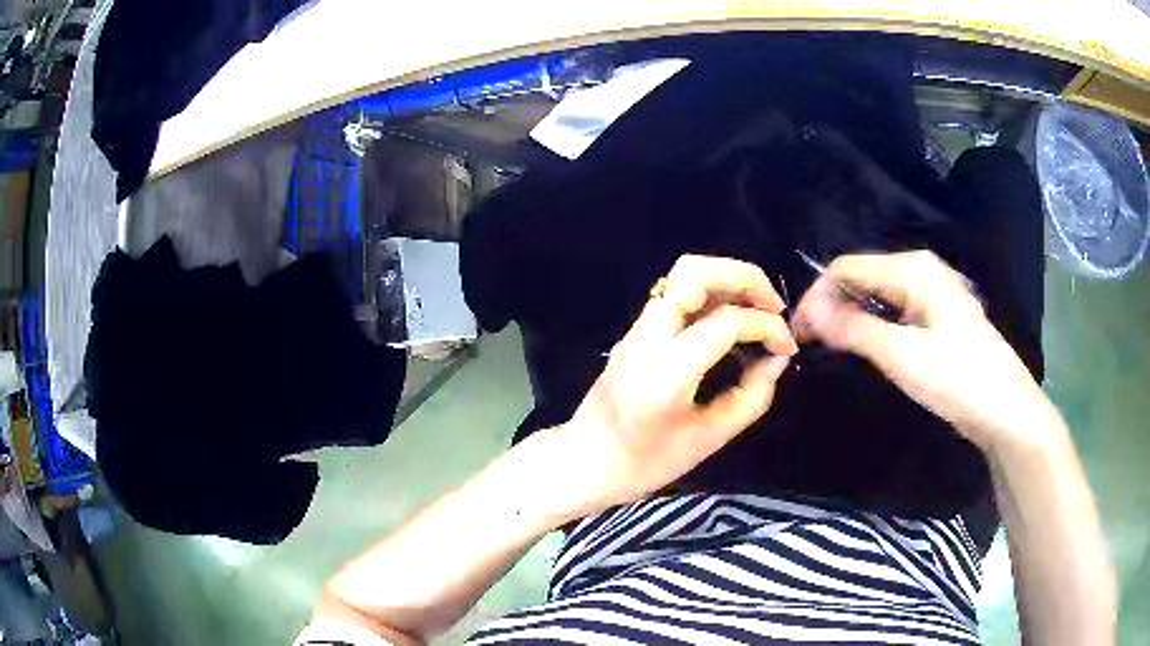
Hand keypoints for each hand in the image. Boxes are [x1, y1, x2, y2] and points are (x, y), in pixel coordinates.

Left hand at [555, 255, 797, 508]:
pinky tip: (730, 319)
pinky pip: (675, 294)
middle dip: (744, 277)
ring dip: (726, 280)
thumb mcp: (709, 439)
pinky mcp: (635, 331)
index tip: (787, 347)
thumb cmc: (646, 463)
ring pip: (681, 274)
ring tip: (757, 307)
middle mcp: (648, 336)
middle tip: (774, 305)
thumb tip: (776, 359)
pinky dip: (709, 293)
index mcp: (667, 368)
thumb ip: (751, 396)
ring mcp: (637, 329)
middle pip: (694, 272)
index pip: (726, 321)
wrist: (585, 462)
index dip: (767, 326)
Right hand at [792, 250, 1051, 452]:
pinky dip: (874, 326)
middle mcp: (921, 270)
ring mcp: (932, 294)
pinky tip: (868, 348)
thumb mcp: (902, 354)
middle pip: (862, 277)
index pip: (846, 267)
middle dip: (833, 306)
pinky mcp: (938, 317)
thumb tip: (807, 312)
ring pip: (878, 295)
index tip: (798, 335)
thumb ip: (854, 328)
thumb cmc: (957, 378)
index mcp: (912, 268)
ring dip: (852, 317)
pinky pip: (895, 311)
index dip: (817, 296)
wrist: (1005, 409)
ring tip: (833, 348)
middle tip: (812, 345)